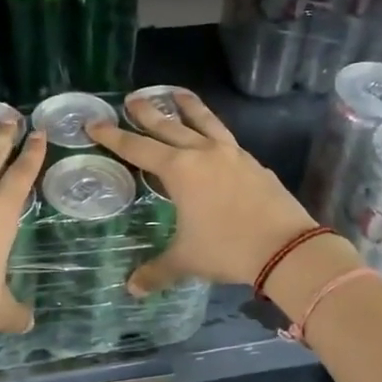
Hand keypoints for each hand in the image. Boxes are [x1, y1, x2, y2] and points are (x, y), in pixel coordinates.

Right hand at [85, 91, 319, 295]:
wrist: (286, 246)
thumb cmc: (227, 248)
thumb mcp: (187, 260)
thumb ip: (157, 271)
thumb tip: (132, 288)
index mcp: (180, 170)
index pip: (138, 148)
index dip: (114, 136)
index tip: (95, 123)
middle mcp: (203, 153)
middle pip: (169, 126)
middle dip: (147, 112)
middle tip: (132, 98)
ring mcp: (232, 154)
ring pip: (204, 122)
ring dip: (188, 107)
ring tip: (176, 93)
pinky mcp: (254, 163)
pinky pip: (226, 138)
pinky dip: (213, 130)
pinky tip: (213, 136)